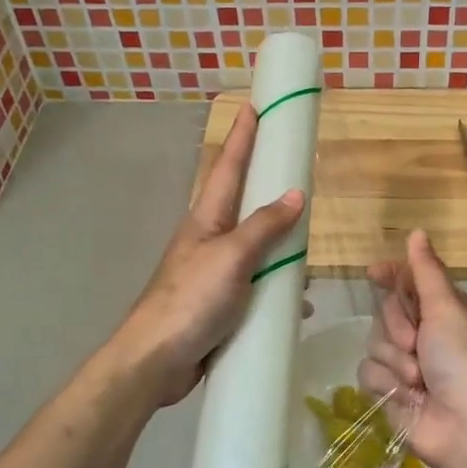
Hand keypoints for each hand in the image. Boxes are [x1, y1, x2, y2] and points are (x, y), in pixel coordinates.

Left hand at [111, 104, 305, 405]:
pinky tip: (298, 305)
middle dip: (267, 186)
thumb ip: (263, 227)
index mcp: (207, 219)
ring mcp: (215, 273)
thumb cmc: (191, 299)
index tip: (254, 106)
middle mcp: (210, 240)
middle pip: (244, 204)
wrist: (156, 361)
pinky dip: (278, 291)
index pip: (228, 167)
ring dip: (281, 246)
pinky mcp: (221, 305)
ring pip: (255, 249)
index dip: (242, 136)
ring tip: (310, 247)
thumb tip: (294, 194)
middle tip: (295, 169)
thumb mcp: (231, 257)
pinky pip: (258, 287)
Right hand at [359, 230, 466, 467]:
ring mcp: (409, 365)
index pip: (411, 282)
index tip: (374, 272)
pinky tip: (406, 395)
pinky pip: (369, 372)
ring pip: (375, 342)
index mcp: (448, 311)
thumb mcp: (448, 309)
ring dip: (395, 360)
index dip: (391, 276)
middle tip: (416, 342)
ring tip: (418, 379)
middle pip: (387, 311)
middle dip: (398, 326)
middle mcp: (429, 335)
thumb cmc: (465, 361)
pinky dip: (387, 383)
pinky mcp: (391, 392)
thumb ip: (426, 271)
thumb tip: (417, 232)